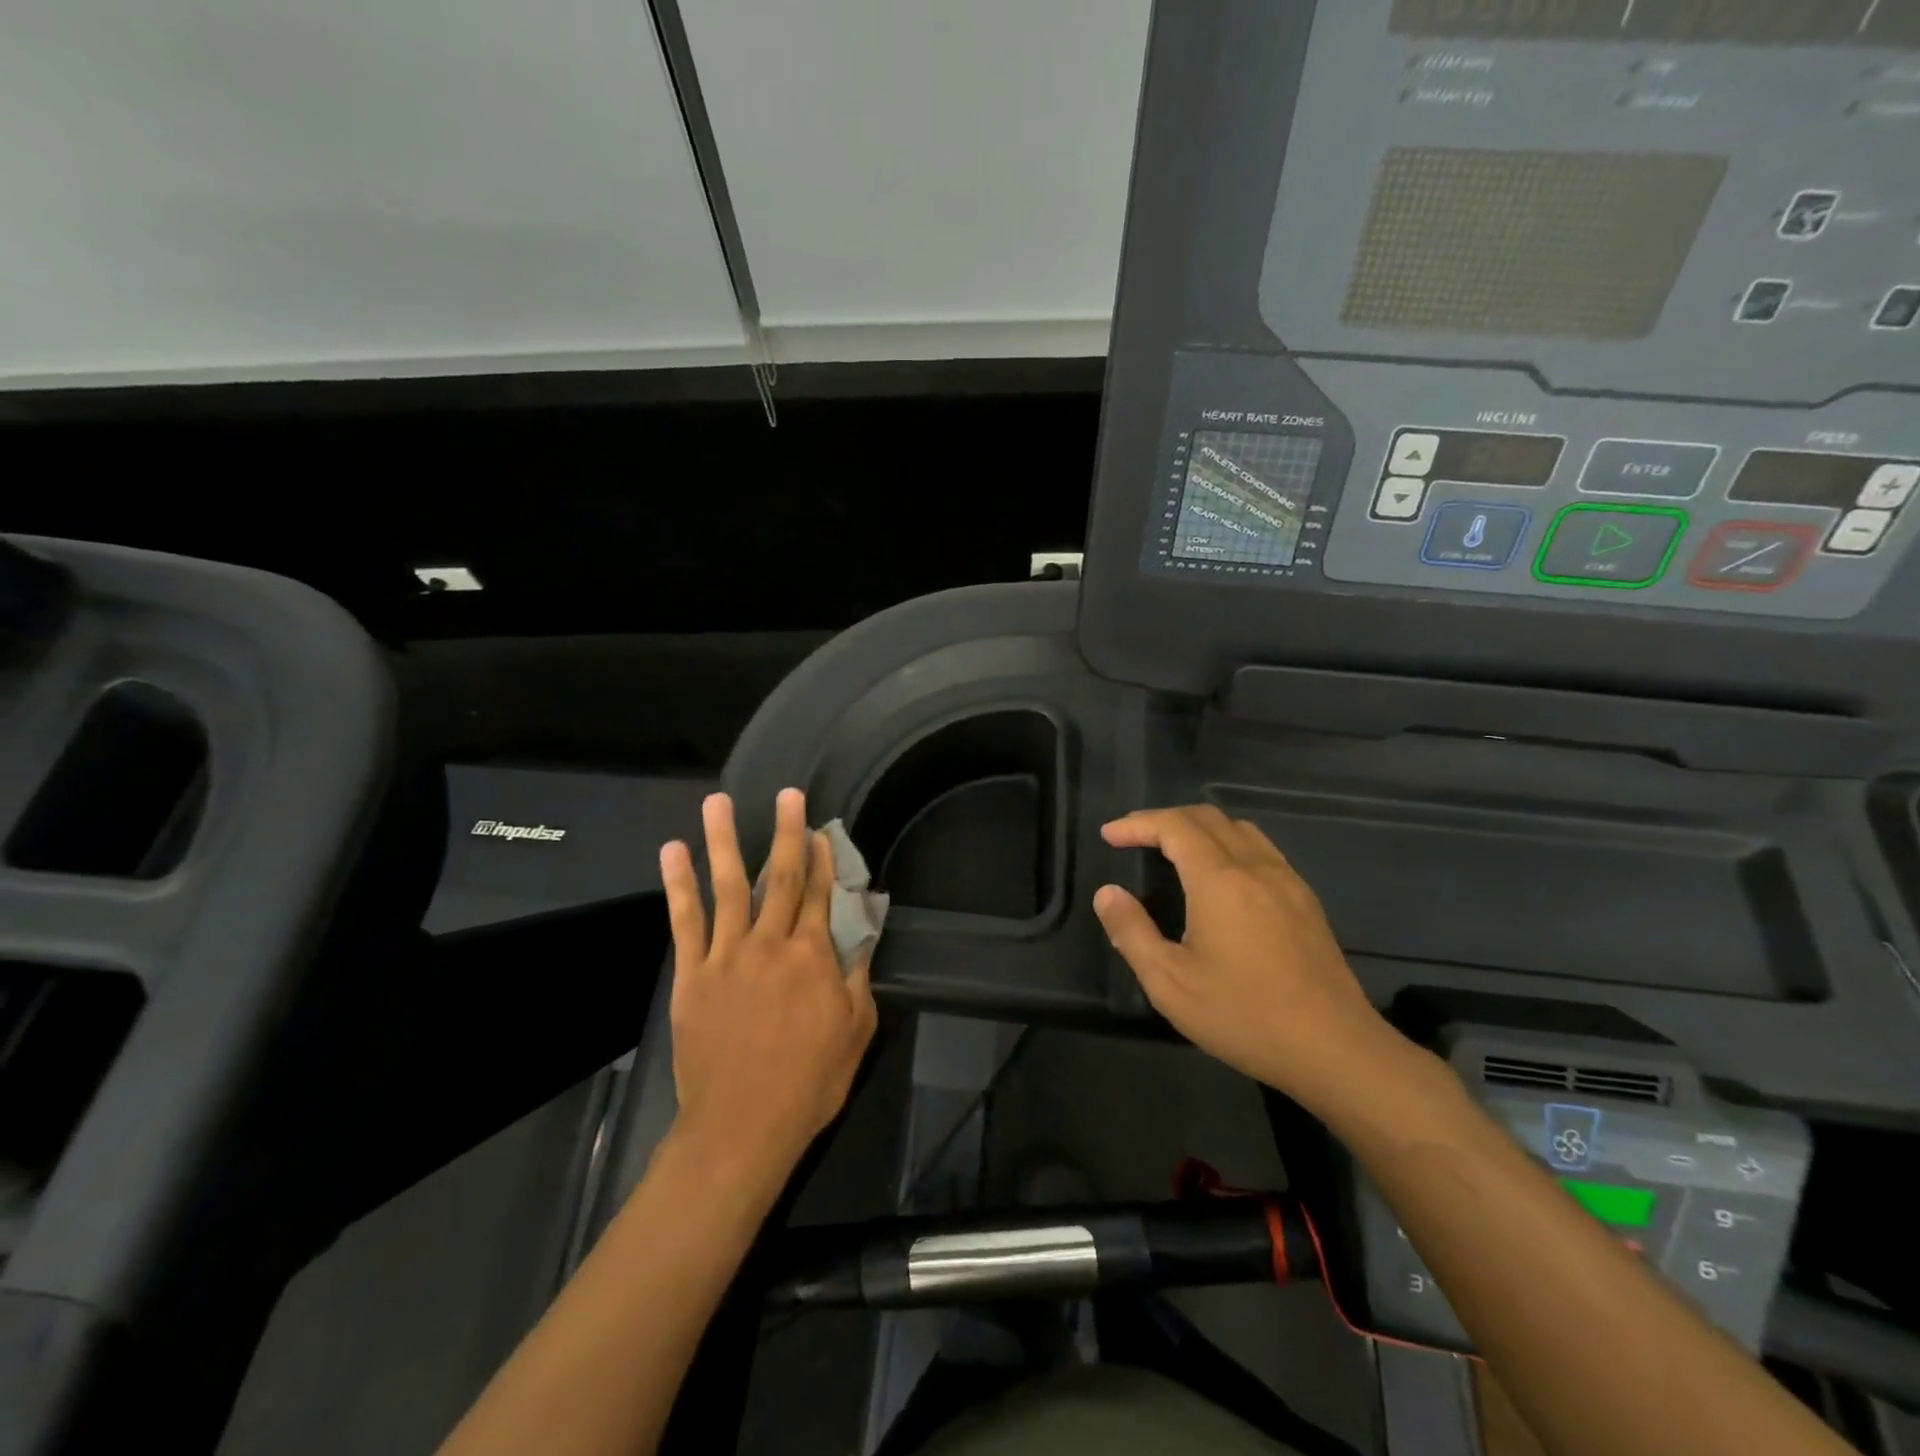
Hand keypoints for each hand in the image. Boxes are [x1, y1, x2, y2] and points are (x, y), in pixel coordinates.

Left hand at [659, 789, 877, 1195]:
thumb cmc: (809, 1082)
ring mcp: (726, 955)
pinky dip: (679, 884)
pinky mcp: (692, 974)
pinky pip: (685, 921)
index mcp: (812, 956)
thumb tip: (860, 934)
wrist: (741, 1127)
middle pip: (779, 877)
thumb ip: (857, 977)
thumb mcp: (854, 1031)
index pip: (820, 894)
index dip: (822, 859)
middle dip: (785, 832)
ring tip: (717, 802)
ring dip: (723, 840)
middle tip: (786, 794)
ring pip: (727, 886)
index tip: (821, 830)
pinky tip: (673, 853)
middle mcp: (770, 944)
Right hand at [1092, 805, 1405, 1115]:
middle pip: (1207, 818)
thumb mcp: (1170, 982)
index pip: (1174, 827)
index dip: (1138, 824)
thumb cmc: (1244, 1015)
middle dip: (1165, 819)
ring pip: (1239, 829)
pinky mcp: (1306, 901)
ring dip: (1199, 827)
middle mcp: (1255, 867)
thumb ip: (1132, 932)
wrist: (1335, 1048)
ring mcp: (1287, 882)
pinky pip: (1262, 850)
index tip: (1109, 835)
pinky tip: (1221, 876)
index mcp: (1220, 880)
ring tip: (1173, 849)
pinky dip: (1229, 844)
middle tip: (1133, 836)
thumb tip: (1108, 893)